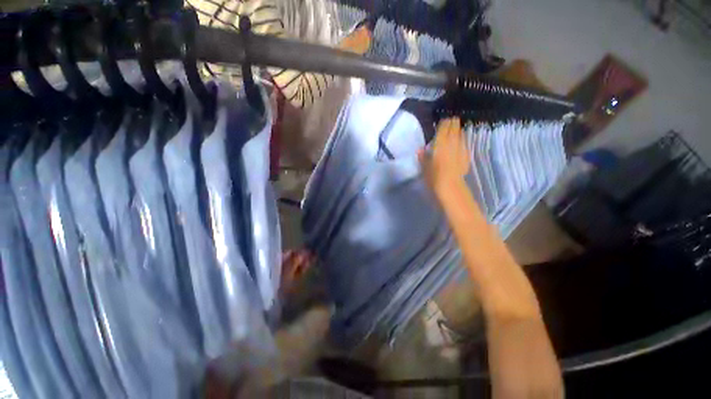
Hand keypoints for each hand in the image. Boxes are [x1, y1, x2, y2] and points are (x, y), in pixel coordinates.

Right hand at [418, 118, 469, 194]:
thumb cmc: (434, 176)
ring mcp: (461, 148)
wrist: (450, 186)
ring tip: (455, 132)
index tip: (443, 121)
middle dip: (453, 123)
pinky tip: (459, 145)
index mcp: (440, 142)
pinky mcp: (467, 155)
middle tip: (450, 122)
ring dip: (458, 131)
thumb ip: (423, 156)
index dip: (444, 122)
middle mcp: (452, 142)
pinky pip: (464, 144)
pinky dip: (462, 141)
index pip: (444, 126)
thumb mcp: (424, 166)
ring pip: (461, 134)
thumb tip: (420, 149)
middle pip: (455, 127)